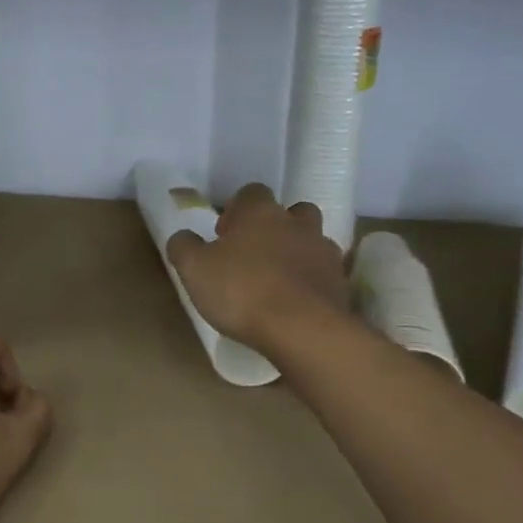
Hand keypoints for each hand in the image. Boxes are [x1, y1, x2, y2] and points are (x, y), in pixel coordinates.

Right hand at [166, 183, 348, 352]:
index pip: (251, 193)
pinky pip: (324, 274)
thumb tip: (182, 237)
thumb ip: (184, 247)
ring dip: (297, 253)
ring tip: (277, 281)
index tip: (225, 235)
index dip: (237, 210)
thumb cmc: (242, 291)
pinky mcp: (340, 284)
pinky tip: (295, 304)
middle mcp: (296, 224)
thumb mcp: (194, 269)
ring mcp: (324, 252)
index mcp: (260, 213)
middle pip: (292, 212)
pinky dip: (311, 282)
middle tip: (255, 254)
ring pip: (312, 241)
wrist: (303, 329)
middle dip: (275, 227)